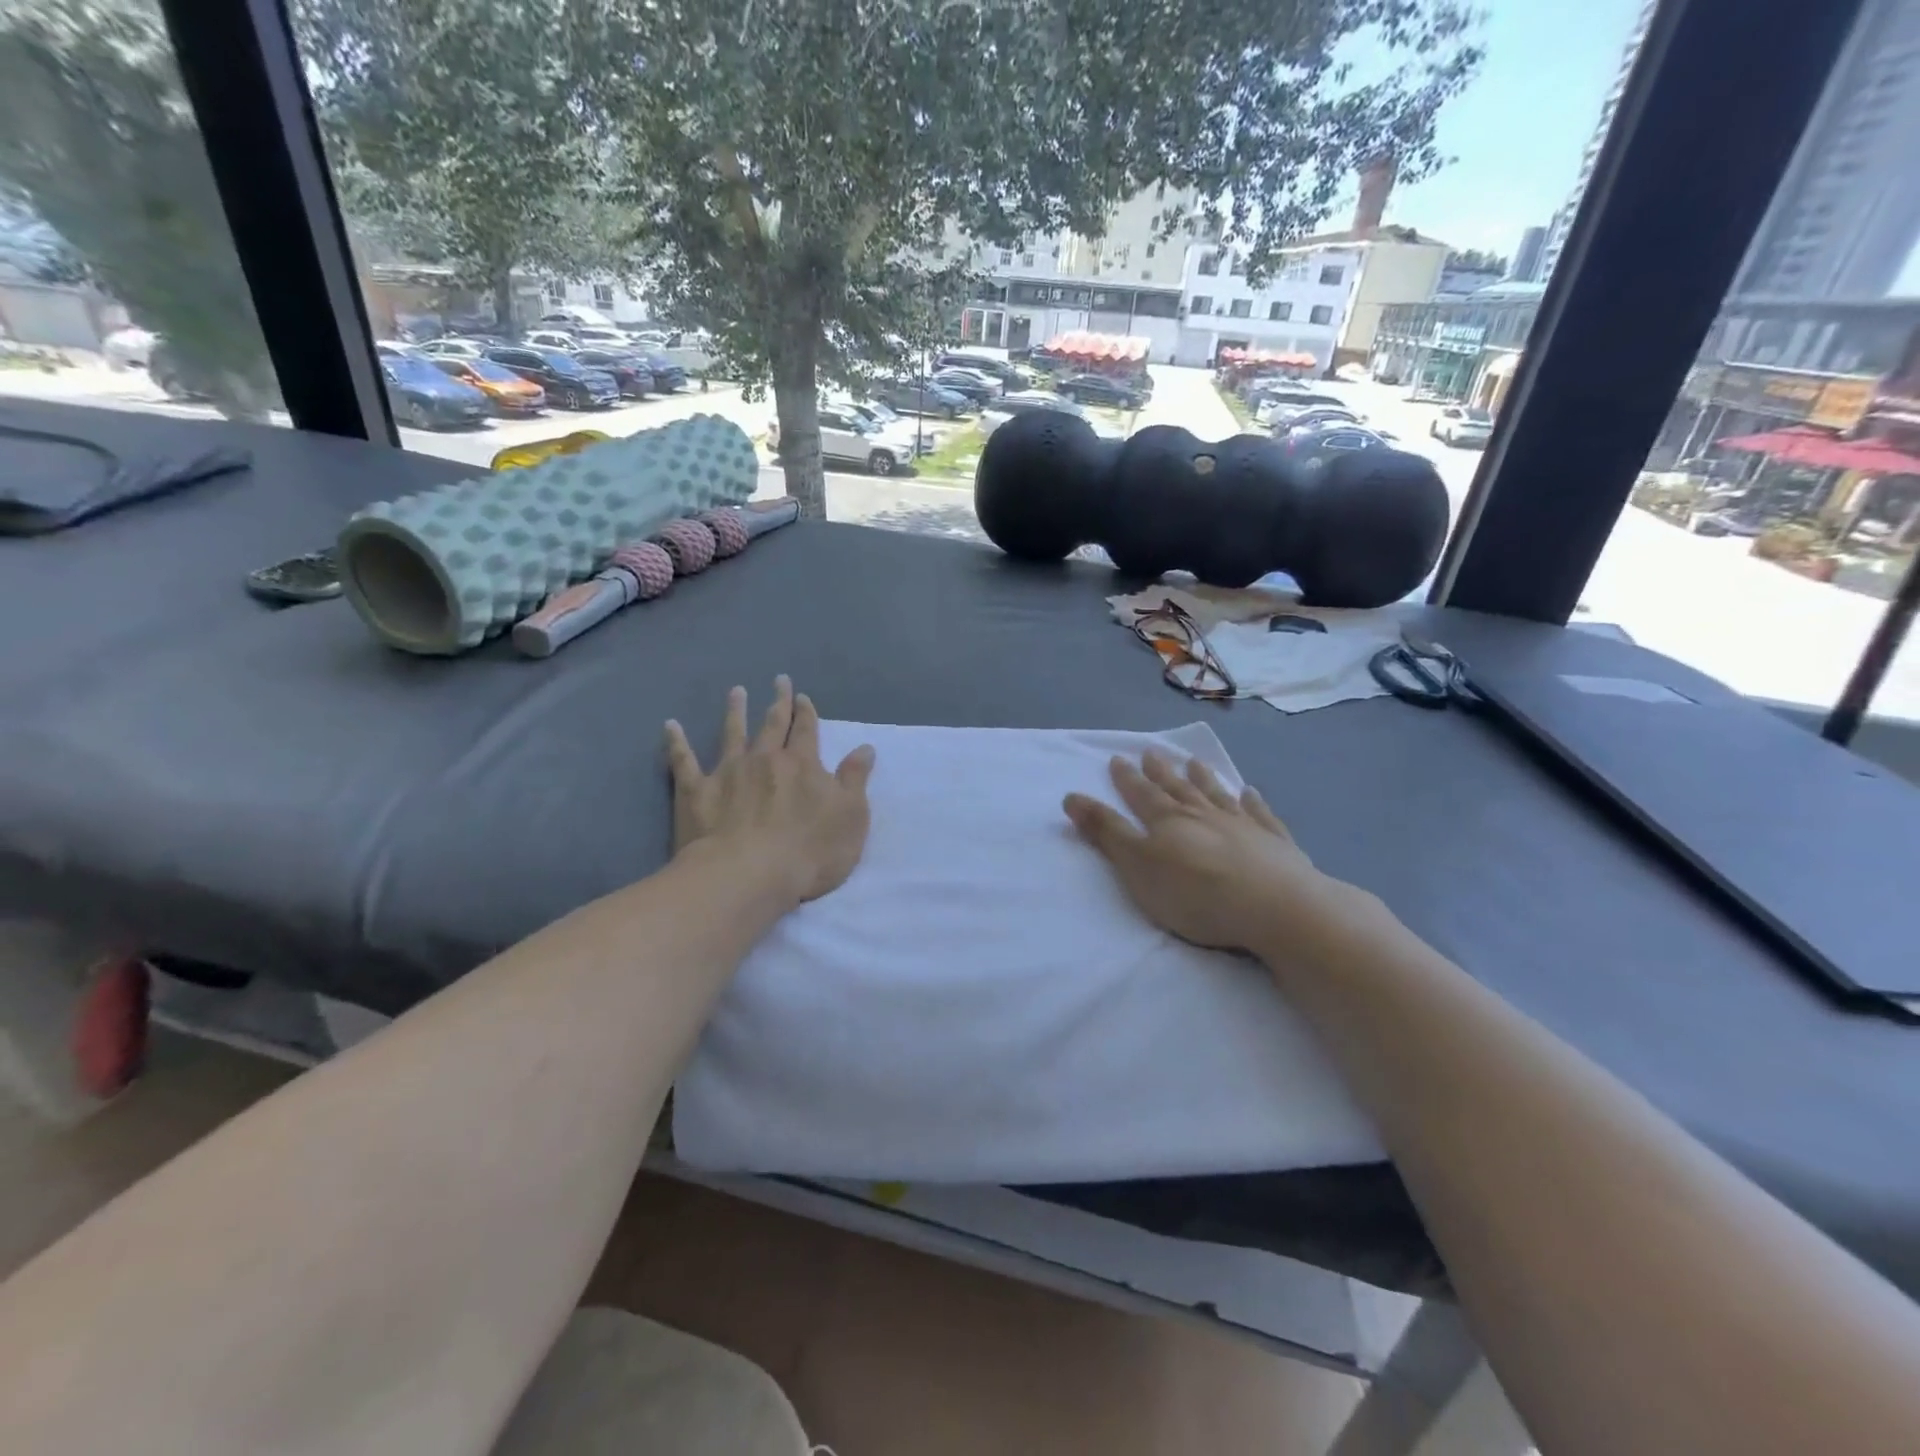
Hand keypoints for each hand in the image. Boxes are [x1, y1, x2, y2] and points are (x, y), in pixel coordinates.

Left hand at [664, 677, 875, 907]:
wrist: (747, 876)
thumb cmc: (809, 851)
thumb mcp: (851, 817)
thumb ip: (855, 780)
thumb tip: (864, 748)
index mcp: (801, 764)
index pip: (806, 731)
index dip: (807, 713)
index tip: (803, 697)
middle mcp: (764, 759)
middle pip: (772, 724)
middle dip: (778, 702)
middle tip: (778, 680)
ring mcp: (727, 773)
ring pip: (732, 734)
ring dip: (735, 712)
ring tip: (736, 692)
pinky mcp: (695, 792)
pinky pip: (683, 761)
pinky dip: (677, 742)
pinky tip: (670, 725)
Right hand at [1063, 752, 1352, 953]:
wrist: (1274, 907)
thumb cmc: (1195, 892)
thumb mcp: (1137, 865)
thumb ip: (1106, 832)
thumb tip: (1071, 796)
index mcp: (1167, 821)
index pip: (1141, 795)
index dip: (1126, 779)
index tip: (1117, 759)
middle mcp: (1203, 815)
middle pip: (1177, 788)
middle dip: (1161, 772)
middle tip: (1151, 752)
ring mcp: (1242, 826)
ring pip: (1216, 795)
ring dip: (1203, 778)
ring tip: (1194, 762)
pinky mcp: (1275, 843)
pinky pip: (1260, 814)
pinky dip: (1254, 802)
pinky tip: (1251, 792)